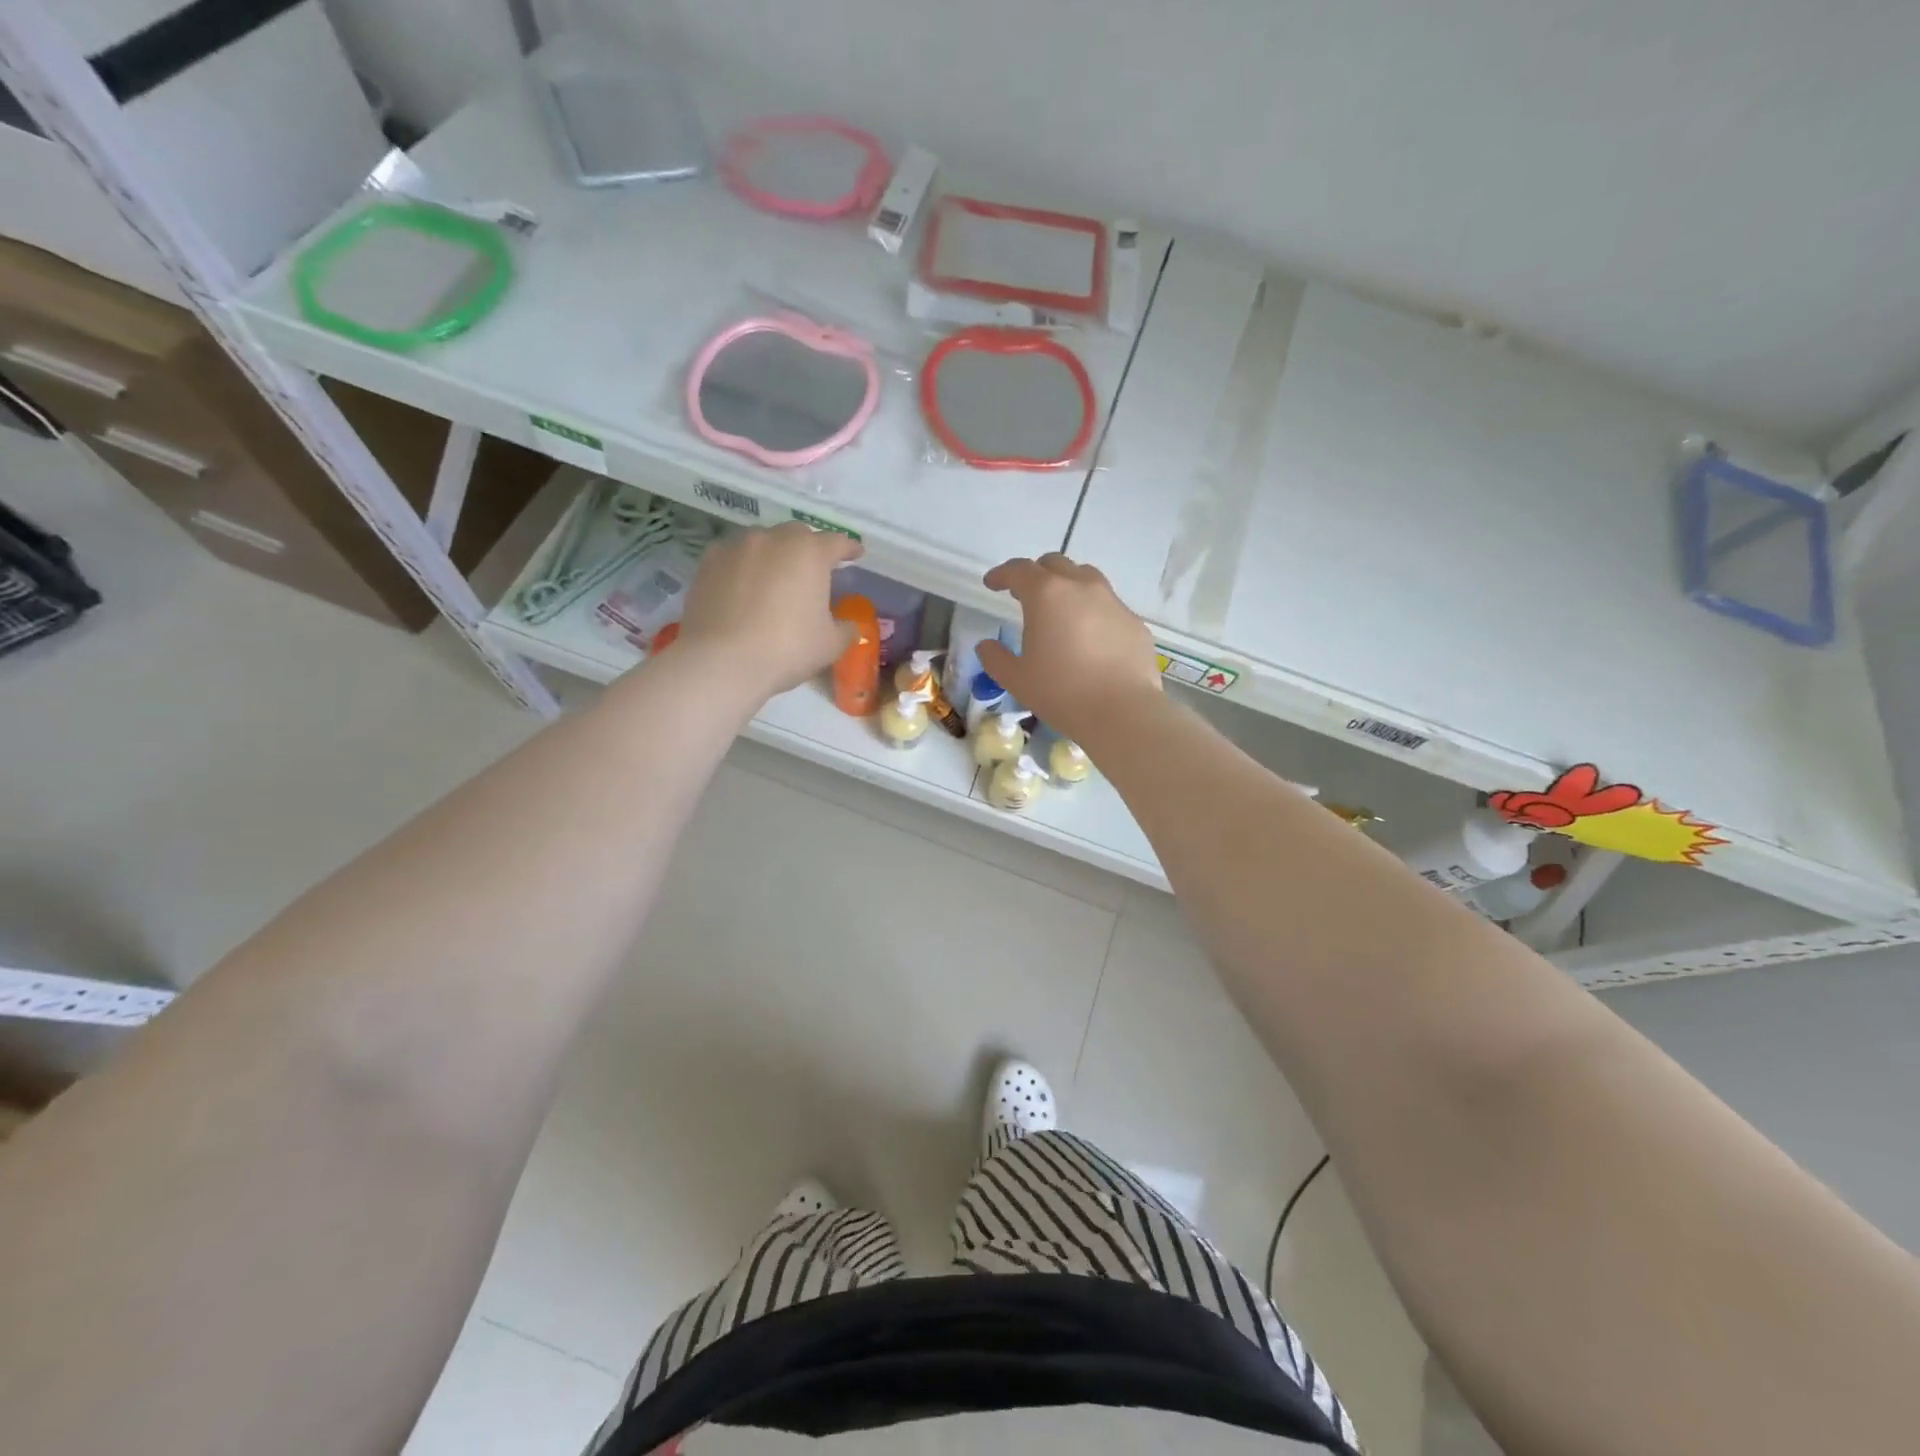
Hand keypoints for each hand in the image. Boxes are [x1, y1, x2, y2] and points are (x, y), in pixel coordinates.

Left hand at [676, 523, 862, 697]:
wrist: (722, 661)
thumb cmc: (788, 649)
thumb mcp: (830, 644)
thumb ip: (845, 628)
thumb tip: (847, 624)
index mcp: (810, 553)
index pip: (837, 542)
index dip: (849, 549)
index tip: (855, 554)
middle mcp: (773, 539)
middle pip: (798, 534)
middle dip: (809, 548)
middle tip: (814, 570)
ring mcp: (737, 547)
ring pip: (763, 541)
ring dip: (774, 553)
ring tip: (776, 576)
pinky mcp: (708, 562)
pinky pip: (734, 555)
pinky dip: (744, 565)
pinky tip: (744, 585)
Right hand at [976, 553, 1160, 743]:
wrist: (1122, 712)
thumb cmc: (1062, 692)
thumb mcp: (1017, 679)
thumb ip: (996, 658)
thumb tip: (987, 646)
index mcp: (1047, 595)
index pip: (1019, 570)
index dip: (1002, 574)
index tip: (992, 584)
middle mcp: (1082, 587)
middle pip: (1055, 564)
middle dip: (1036, 574)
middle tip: (1025, 594)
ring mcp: (1113, 602)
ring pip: (1086, 578)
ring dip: (1067, 586)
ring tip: (1060, 610)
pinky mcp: (1134, 621)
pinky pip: (1108, 606)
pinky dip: (1093, 612)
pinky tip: (1090, 638)